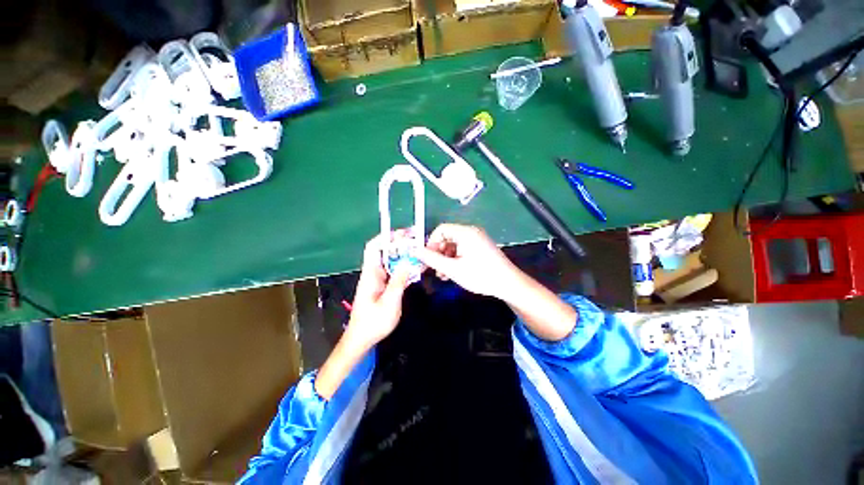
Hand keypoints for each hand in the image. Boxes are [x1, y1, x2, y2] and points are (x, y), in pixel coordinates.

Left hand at [343, 234, 411, 349]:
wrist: (361, 339)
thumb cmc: (373, 323)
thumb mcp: (389, 303)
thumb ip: (399, 282)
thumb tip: (407, 262)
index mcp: (371, 274)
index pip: (374, 247)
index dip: (386, 237)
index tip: (403, 234)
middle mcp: (373, 273)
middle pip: (384, 251)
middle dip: (399, 244)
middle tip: (416, 241)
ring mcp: (378, 279)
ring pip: (390, 261)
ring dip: (403, 255)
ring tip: (419, 251)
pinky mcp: (382, 286)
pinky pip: (393, 271)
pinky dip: (403, 267)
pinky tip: (415, 267)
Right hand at [415, 224, 522, 299]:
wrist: (509, 284)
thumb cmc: (480, 275)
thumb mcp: (453, 269)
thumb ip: (432, 259)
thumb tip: (415, 251)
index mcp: (465, 232)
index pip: (441, 229)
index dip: (431, 242)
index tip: (427, 258)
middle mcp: (471, 232)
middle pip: (447, 237)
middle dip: (438, 253)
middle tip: (433, 269)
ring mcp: (477, 240)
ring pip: (453, 245)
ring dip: (445, 259)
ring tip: (443, 275)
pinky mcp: (480, 248)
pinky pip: (462, 249)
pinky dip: (455, 259)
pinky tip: (452, 273)